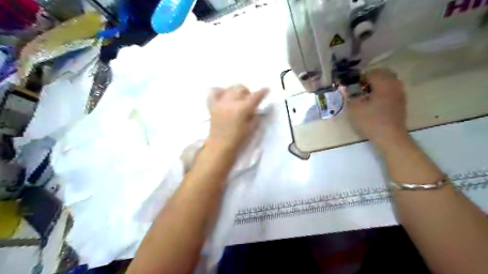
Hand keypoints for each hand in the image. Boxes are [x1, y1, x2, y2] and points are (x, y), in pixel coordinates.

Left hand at [205, 84, 266, 154]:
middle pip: (241, 88)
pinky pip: (214, 92)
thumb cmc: (238, 139)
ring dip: (236, 91)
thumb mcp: (251, 127)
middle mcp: (231, 102)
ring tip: (238, 98)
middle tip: (250, 100)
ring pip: (230, 88)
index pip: (255, 96)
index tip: (267, 89)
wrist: (220, 146)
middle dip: (248, 92)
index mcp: (242, 109)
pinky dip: (220, 92)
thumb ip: (255, 115)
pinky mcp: (212, 105)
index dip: (262, 92)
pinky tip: (224, 96)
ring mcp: (220, 103)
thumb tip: (255, 107)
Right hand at [347, 68, 408, 145]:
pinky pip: (392, 89)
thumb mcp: (355, 108)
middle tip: (360, 88)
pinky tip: (375, 102)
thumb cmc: (371, 121)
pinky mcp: (401, 101)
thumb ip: (350, 95)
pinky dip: (383, 91)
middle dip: (370, 78)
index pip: (371, 72)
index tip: (353, 86)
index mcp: (383, 83)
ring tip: (367, 95)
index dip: (360, 78)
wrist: (390, 137)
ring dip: (377, 84)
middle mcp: (394, 84)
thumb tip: (349, 88)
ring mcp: (400, 93)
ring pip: (389, 81)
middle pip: (383, 73)